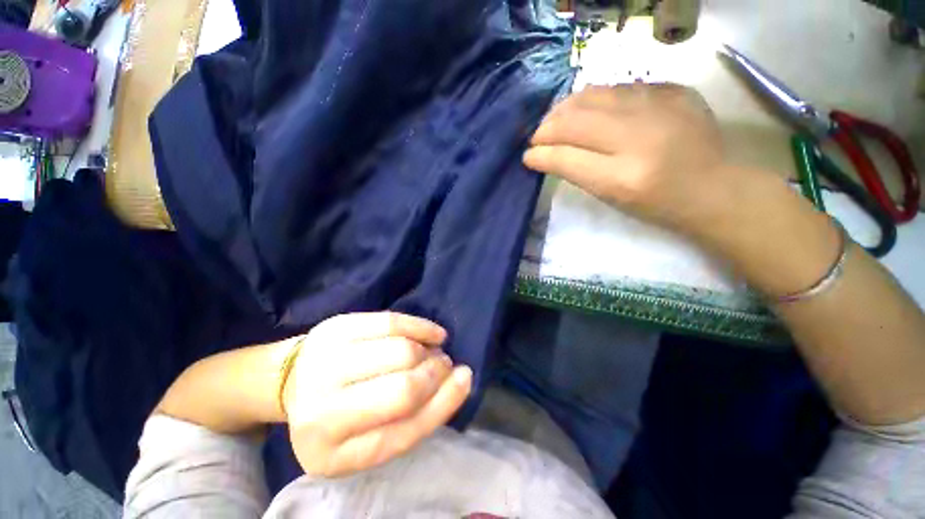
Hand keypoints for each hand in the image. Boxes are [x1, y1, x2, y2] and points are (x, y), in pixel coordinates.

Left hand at [281, 312, 471, 477]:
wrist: (291, 381)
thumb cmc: (339, 414)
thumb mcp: (371, 438)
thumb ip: (415, 419)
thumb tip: (459, 379)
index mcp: (332, 454)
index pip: (404, 431)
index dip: (443, 402)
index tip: (465, 379)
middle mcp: (321, 411)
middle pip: (404, 388)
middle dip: (436, 373)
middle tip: (444, 365)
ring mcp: (325, 363)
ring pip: (401, 350)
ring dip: (429, 350)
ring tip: (432, 352)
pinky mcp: (336, 328)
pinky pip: (391, 321)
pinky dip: (419, 326)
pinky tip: (431, 333)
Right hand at [524, 83, 747, 239]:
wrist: (714, 187)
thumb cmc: (655, 204)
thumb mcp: (609, 197)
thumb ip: (574, 172)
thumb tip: (541, 154)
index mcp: (624, 177)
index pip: (567, 158)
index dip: (541, 154)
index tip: (527, 155)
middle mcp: (641, 137)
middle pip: (576, 121)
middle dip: (547, 128)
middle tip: (538, 137)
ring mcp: (662, 107)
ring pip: (594, 95)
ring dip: (566, 109)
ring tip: (557, 121)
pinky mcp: (675, 90)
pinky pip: (619, 88)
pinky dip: (596, 99)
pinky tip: (591, 111)